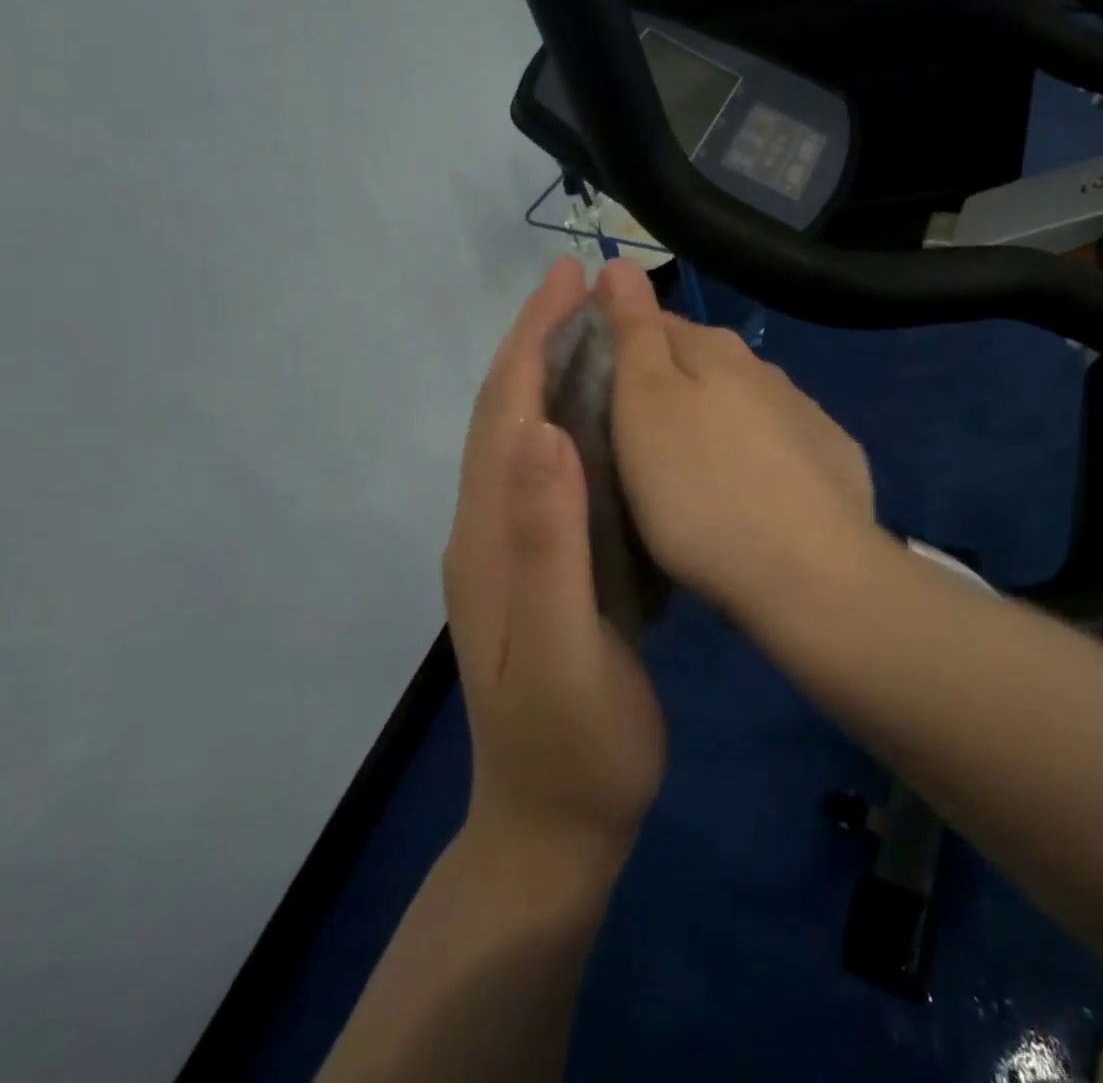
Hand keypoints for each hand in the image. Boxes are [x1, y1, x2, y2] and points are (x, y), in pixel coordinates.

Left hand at [442, 259, 665, 866]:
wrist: (559, 823)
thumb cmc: (572, 741)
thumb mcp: (565, 646)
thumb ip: (548, 542)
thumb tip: (541, 430)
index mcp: (490, 536)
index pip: (507, 413)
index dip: (533, 340)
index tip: (566, 280)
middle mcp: (492, 529)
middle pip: (509, 413)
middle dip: (540, 340)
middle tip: (587, 287)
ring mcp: (516, 549)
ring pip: (530, 437)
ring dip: (557, 374)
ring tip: (602, 330)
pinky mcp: (544, 566)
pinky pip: (556, 472)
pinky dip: (577, 423)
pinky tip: (612, 414)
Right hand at [596, 260, 877, 609]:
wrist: (809, 571)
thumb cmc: (701, 489)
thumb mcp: (646, 405)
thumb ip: (635, 331)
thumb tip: (621, 262)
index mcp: (714, 351)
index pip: (654, 322)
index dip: (619, 341)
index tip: (593, 378)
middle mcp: (764, 370)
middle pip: (701, 363)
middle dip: (668, 383)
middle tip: (635, 434)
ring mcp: (805, 413)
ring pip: (743, 403)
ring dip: (715, 419)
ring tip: (691, 467)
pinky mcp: (833, 457)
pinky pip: (781, 443)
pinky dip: (758, 453)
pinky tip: (753, 489)